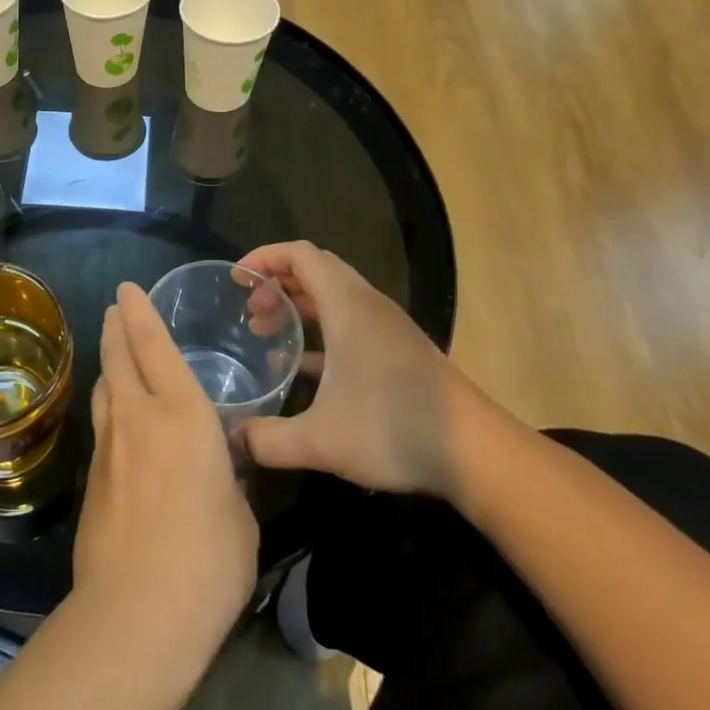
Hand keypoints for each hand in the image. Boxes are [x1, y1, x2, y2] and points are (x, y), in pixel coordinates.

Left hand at [73, 283, 258, 643]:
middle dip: (116, 326)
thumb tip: (216, 468)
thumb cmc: (209, 560)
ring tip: (113, 351)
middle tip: (115, 308)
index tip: (129, 289)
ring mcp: (109, 445)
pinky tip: (115, 415)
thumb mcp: (239, 513)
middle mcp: (139, 416)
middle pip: (119, 356)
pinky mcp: (91, 477)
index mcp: (183, 416)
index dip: (141, 313)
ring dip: (108, 362)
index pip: (155, 347)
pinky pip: (102, 422)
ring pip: (105, 386)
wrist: (137, 611)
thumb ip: (226, 478)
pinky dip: (108, 404)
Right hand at [238, 241, 480, 495]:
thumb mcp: (320, 440)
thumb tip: (230, 441)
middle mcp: (367, 306)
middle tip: (250, 313)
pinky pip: (349, 322)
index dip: (265, 257)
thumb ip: (267, 440)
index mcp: (348, 307)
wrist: (479, 455)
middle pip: (315, 270)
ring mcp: (386, 328)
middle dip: (277, 283)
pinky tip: (300, 369)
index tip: (237, 280)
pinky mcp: (398, 351)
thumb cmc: (395, 429)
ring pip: (333, 296)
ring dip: (297, 307)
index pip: (300, 254)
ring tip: (266, 334)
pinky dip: (320, 331)